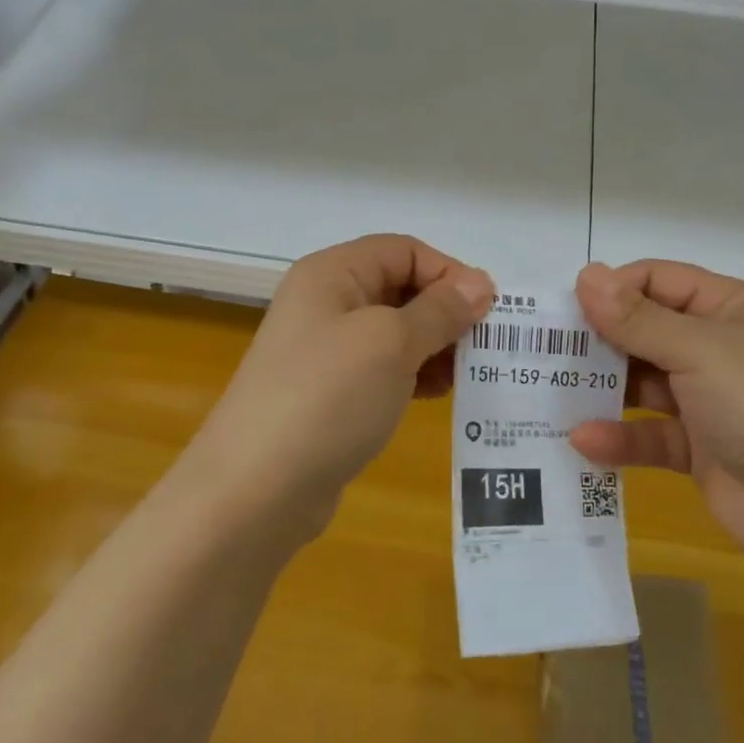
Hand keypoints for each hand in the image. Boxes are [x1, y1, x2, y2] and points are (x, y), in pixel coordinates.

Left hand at [196, 235, 493, 537]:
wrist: (254, 491)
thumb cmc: (327, 397)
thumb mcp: (392, 343)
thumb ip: (440, 310)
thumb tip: (480, 285)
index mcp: (332, 273)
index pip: (404, 251)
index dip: (449, 272)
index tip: (489, 309)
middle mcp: (326, 303)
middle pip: (400, 288)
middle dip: (445, 311)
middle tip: (486, 345)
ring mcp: (325, 351)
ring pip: (395, 331)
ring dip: (434, 345)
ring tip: (468, 373)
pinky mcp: (329, 394)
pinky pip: (382, 369)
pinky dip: (414, 375)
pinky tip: (439, 395)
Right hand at [569, 260, 743, 562]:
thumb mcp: (699, 350)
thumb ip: (637, 318)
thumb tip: (586, 274)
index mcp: (728, 308)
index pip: (658, 280)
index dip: (614, 289)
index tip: (567, 308)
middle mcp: (717, 347)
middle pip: (645, 330)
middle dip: (600, 339)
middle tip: (546, 350)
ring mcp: (708, 400)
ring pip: (643, 383)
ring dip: (603, 388)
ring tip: (551, 392)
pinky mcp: (699, 449)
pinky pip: (650, 435)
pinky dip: (620, 438)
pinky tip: (583, 442)